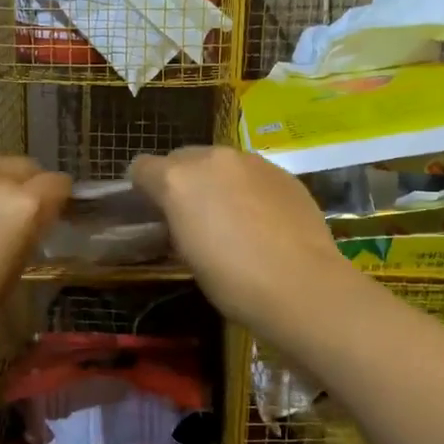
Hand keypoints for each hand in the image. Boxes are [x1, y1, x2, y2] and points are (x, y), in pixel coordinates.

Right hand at [129, 147, 351, 328]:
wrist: (301, 285)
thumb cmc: (232, 281)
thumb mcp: (187, 255)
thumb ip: (176, 223)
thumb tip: (180, 218)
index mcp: (178, 179)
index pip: (142, 167)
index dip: (143, 188)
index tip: (153, 211)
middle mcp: (212, 158)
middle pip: (182, 157)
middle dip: (181, 180)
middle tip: (192, 215)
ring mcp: (251, 161)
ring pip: (220, 163)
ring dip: (217, 181)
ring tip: (232, 218)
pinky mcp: (282, 172)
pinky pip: (253, 173)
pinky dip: (249, 188)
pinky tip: (263, 220)